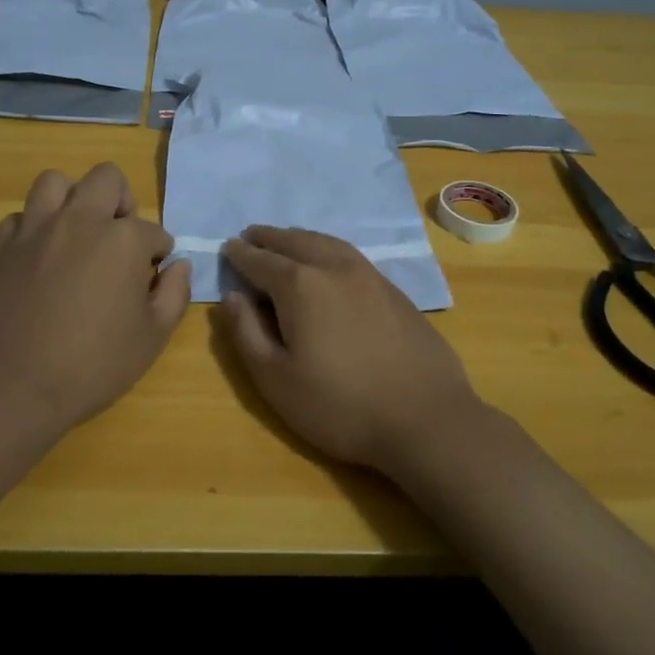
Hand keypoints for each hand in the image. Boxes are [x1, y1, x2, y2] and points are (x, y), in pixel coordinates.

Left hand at [0, 163, 190, 431]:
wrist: (12, 386)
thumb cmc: (93, 365)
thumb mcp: (152, 338)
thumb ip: (174, 294)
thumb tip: (179, 266)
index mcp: (122, 239)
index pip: (153, 230)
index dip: (159, 251)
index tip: (154, 272)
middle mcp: (79, 220)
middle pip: (106, 178)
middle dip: (121, 201)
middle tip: (120, 235)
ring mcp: (34, 229)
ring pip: (55, 182)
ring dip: (72, 198)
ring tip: (77, 230)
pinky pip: (20, 217)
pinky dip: (34, 227)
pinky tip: (39, 254)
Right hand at [216, 227, 485, 473]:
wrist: (426, 419)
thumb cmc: (340, 406)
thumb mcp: (276, 379)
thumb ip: (246, 333)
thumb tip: (232, 296)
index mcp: (300, 285)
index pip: (262, 261)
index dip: (241, 255)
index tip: (228, 247)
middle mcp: (334, 268)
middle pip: (295, 241)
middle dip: (270, 238)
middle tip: (252, 236)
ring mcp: (370, 276)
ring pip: (327, 243)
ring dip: (300, 238)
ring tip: (286, 241)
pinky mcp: (394, 291)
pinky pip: (350, 255)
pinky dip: (328, 249)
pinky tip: (328, 262)